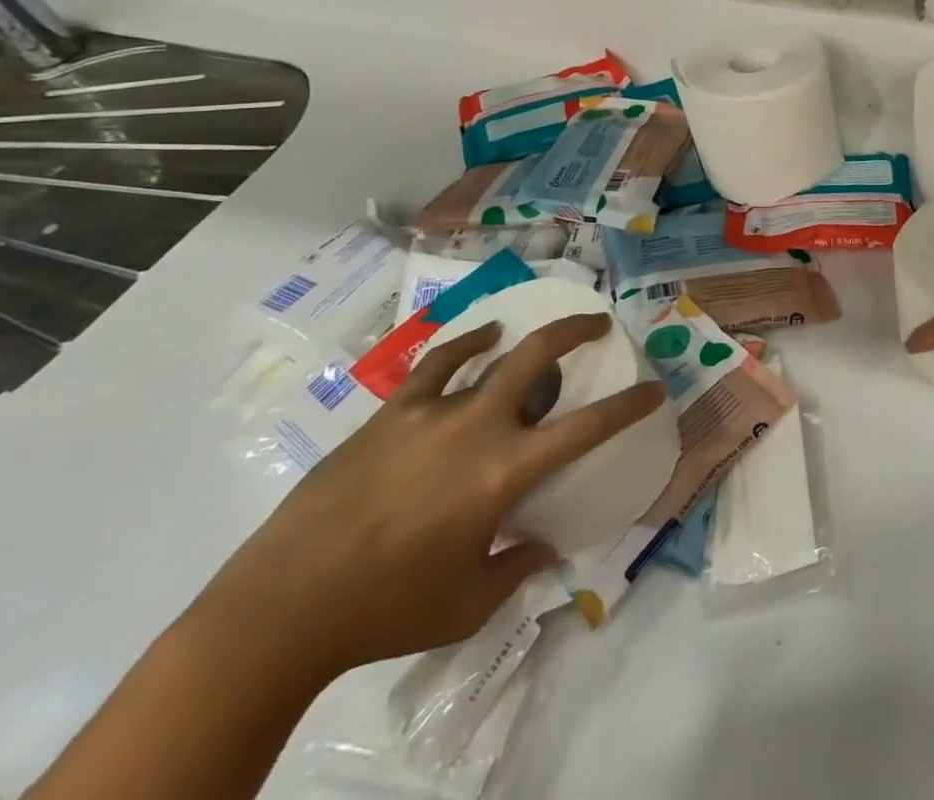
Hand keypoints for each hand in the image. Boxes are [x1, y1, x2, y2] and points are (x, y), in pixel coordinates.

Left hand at [201, 314, 662, 681]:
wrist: (278, 609)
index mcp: (506, 472)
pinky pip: (437, 366)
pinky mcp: (390, 414)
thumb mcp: (466, 603)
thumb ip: (517, 569)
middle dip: (578, 331)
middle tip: (599, 323)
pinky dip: (465, 347)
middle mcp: (478, 427)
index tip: (655, 388)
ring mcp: (431, 413)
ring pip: (490, 353)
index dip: (630, 404)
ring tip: (536, 333)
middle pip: (540, 356)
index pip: (588, 427)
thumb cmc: (384, 610)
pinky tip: (478, 341)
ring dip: (524, 337)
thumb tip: (545, 548)